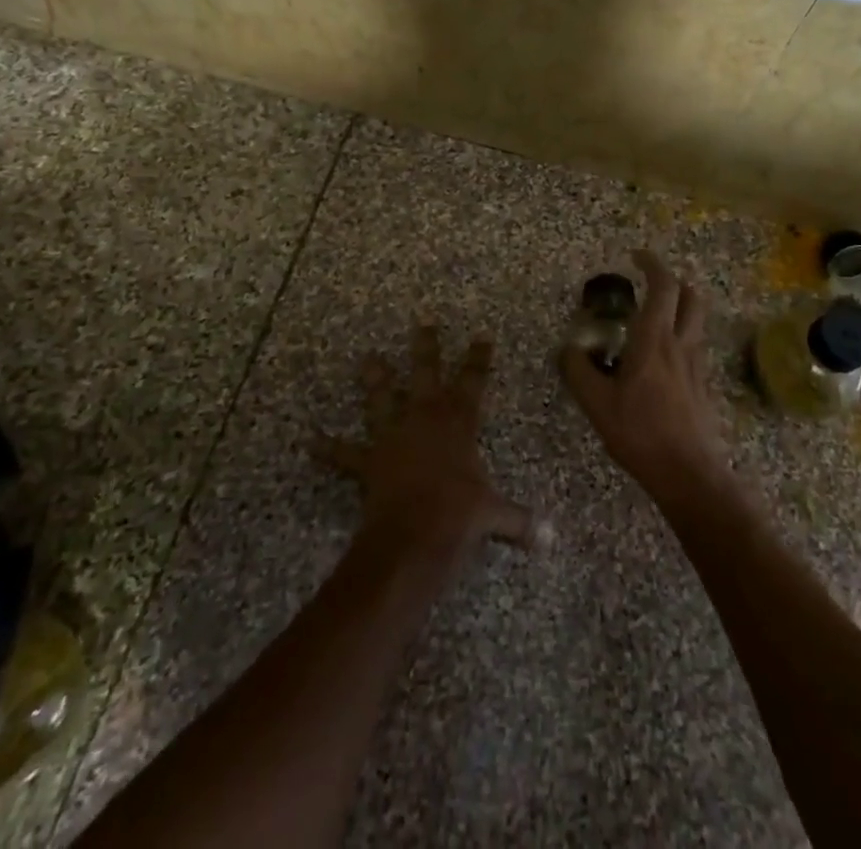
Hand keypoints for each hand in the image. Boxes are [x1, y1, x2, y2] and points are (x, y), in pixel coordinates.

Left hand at [312, 327, 536, 568]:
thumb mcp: (495, 516)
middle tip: (422, 321)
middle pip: (426, 374)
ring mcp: (394, 436)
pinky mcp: (369, 460)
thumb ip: (520, 522)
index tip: (481, 335)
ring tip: (368, 358)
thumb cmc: (460, 516)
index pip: (473, 382)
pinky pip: (345, 453)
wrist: (415, 535)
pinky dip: (328, 448)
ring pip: (383, 399)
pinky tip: (309, 441)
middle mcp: (425, 419)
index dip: (478, 358)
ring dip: (375, 379)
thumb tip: (550, 538)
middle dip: (426, 347)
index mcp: (459, 423)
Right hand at [561, 249, 731, 505]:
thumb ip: (579, 371)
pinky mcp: (704, 385)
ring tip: (655, 316)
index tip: (636, 256)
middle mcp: (681, 343)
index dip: (652, 264)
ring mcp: (697, 364)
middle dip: (673, 281)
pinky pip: (696, 345)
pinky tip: (663, 357)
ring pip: (697, 320)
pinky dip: (682, 335)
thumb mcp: (597, 404)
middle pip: (691, 296)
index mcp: (654, 339)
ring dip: (681, 306)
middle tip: (650, 283)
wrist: (689, 474)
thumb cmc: (640, 433)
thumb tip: (568, 349)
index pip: (663, 286)